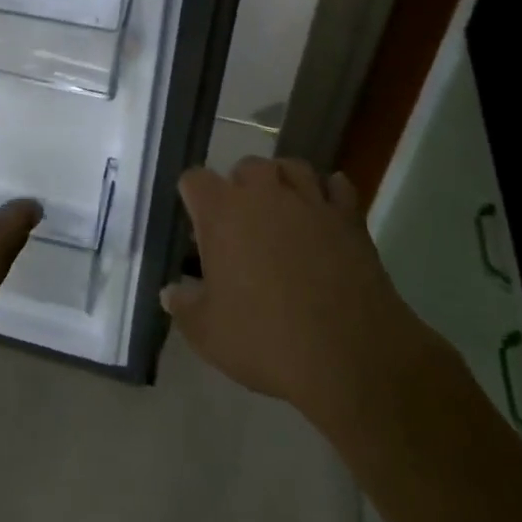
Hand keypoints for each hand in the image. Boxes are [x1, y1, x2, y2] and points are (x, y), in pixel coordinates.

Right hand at [161, 157, 429, 437]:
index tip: (197, 224)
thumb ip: (184, 306)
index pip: (195, 180)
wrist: (351, 354)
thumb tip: (170, 292)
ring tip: (283, 208)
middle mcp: (264, 194)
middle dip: (241, 186)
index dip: (193, 197)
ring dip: (284, 181)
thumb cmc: (267, 340)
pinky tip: (326, 211)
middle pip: (246, 166)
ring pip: (292, 167)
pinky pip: (338, 186)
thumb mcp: (208, 334)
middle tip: (242, 223)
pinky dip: (330, 193)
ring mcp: (309, 201)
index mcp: (222, 212)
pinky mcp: (348, 218)